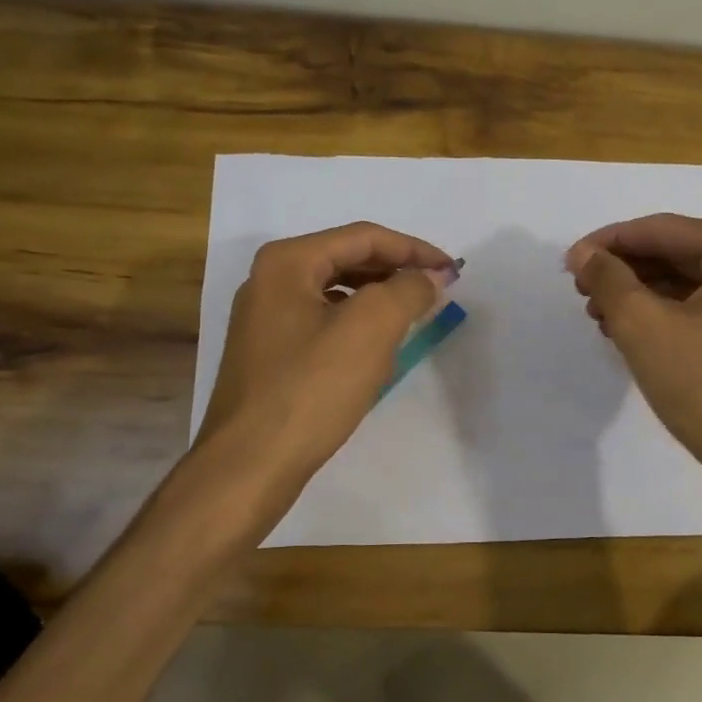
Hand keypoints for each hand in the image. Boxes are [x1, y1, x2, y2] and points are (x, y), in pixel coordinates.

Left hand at [198, 222, 457, 482]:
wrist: (249, 465)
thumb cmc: (310, 390)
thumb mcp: (370, 330)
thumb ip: (407, 291)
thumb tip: (429, 277)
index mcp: (287, 262)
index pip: (363, 237)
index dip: (413, 249)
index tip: (452, 271)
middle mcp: (269, 281)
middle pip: (347, 260)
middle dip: (395, 272)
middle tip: (436, 291)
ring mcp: (264, 319)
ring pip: (335, 293)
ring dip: (378, 300)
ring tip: (412, 318)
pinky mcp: (269, 354)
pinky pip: (322, 323)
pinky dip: (355, 327)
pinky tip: (375, 352)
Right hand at [566, 215, 701, 475]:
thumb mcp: (643, 326)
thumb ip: (608, 279)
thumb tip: (583, 254)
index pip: (662, 230)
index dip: (609, 242)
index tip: (569, 262)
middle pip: (676, 253)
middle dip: (624, 270)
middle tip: (581, 291)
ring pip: (687, 282)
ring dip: (639, 294)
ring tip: (598, 315)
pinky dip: (664, 313)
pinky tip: (629, 332)